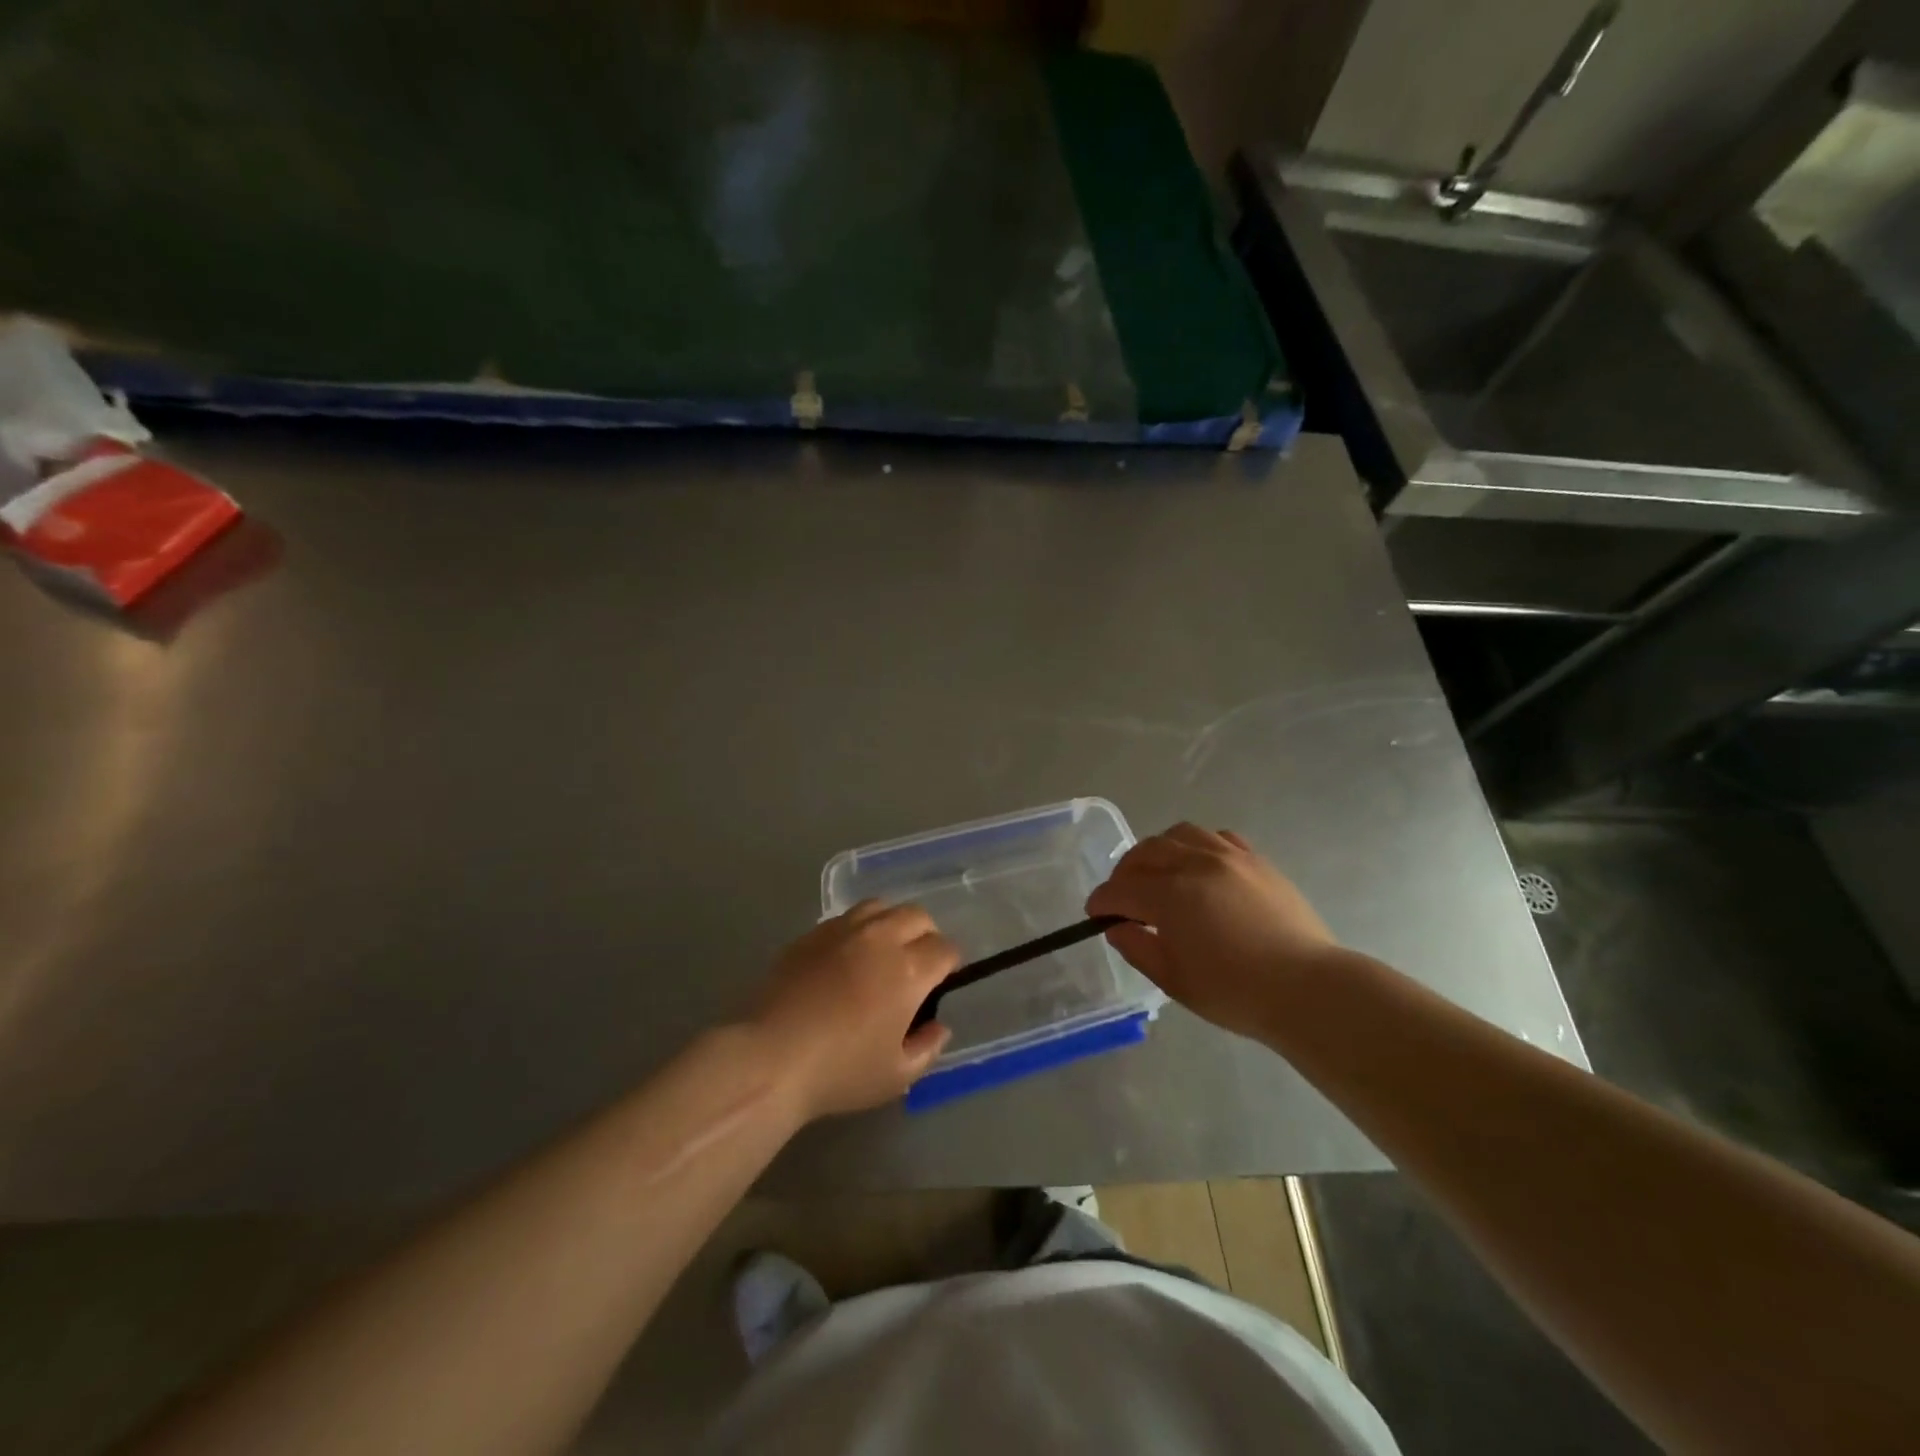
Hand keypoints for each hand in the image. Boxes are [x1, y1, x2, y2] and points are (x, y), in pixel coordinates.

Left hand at [749, 902, 958, 1119]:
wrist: (770, 1058)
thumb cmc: (840, 1072)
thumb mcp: (896, 1075)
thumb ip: (927, 1047)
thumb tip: (938, 1025)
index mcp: (908, 971)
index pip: (945, 949)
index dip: (949, 964)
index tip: (941, 982)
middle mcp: (880, 939)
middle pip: (917, 916)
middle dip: (926, 935)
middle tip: (916, 964)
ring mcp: (843, 931)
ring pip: (881, 907)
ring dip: (891, 923)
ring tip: (883, 951)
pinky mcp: (811, 934)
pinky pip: (846, 918)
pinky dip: (858, 930)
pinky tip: (847, 956)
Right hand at [1086, 824, 1339, 1038]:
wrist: (1307, 989)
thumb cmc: (1235, 992)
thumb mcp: (1174, 979)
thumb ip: (1138, 947)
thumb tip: (1117, 926)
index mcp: (1170, 895)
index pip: (1120, 889)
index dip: (1101, 901)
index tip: (1095, 914)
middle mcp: (1195, 864)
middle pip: (1145, 853)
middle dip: (1125, 873)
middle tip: (1123, 897)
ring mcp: (1229, 856)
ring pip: (1179, 834)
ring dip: (1159, 852)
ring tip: (1160, 874)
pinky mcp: (1256, 860)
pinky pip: (1216, 837)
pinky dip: (1197, 846)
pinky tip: (1200, 868)